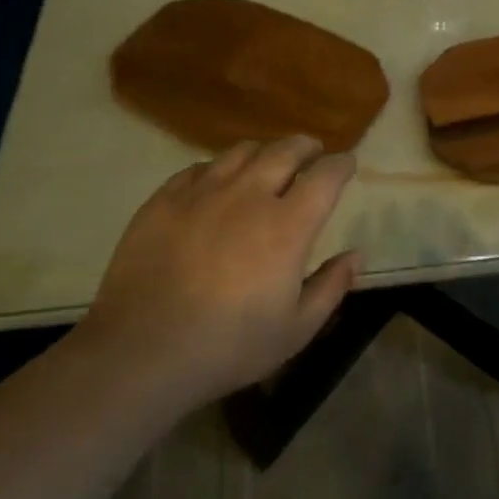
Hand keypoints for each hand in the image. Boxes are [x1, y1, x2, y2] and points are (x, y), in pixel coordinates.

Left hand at [74, 137, 359, 406]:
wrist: (142, 352)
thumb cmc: (228, 347)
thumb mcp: (295, 330)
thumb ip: (331, 287)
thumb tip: (356, 255)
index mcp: (287, 226)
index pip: (325, 176)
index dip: (341, 165)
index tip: (347, 165)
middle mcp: (248, 196)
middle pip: (285, 150)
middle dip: (306, 146)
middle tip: (312, 152)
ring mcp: (202, 192)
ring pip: (242, 151)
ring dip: (265, 151)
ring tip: (268, 161)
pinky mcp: (164, 199)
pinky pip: (199, 168)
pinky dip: (220, 168)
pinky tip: (218, 182)